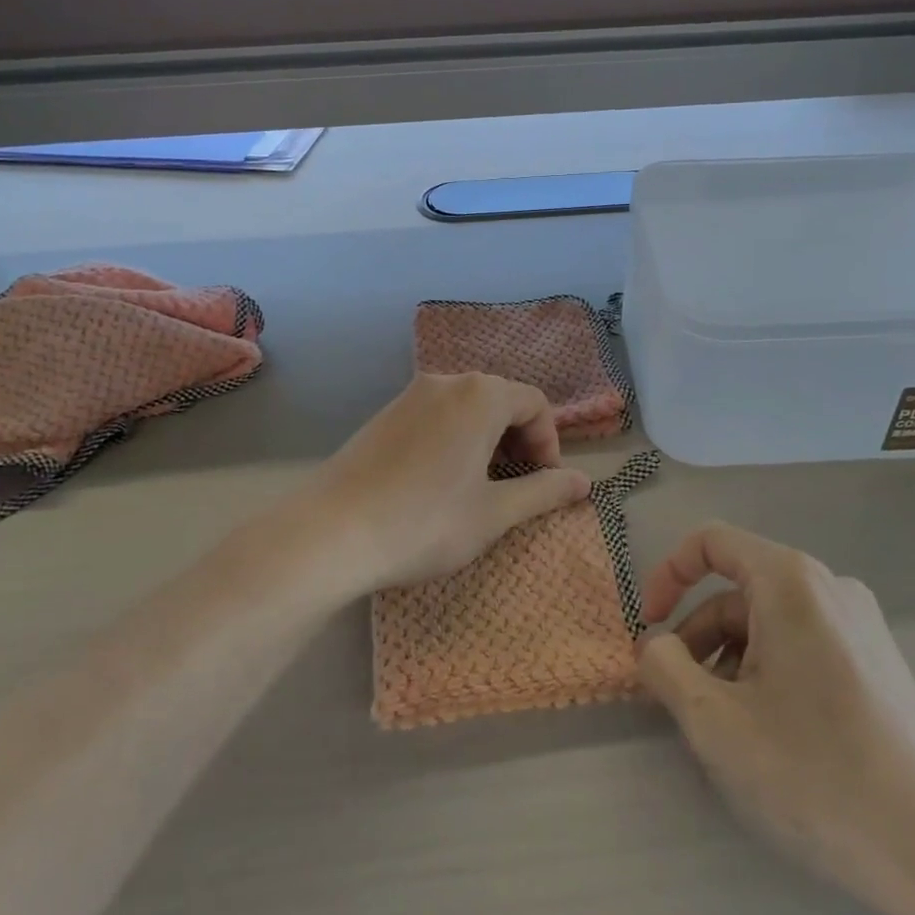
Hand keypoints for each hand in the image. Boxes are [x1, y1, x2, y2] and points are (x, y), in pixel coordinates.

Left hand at [299, 373, 589, 601]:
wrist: (330, 533)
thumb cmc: (425, 522)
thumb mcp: (494, 513)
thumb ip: (544, 492)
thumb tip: (585, 482)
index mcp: (479, 395)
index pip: (535, 403)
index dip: (549, 443)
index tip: (544, 483)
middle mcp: (445, 382)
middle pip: (501, 400)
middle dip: (519, 440)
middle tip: (516, 486)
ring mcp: (409, 395)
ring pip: (467, 408)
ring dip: (487, 440)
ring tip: (480, 486)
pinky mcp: (383, 415)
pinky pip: (436, 416)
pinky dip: (455, 439)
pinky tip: (440, 482)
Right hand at [637, 523, 914, 914]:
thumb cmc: (815, 773)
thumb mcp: (714, 721)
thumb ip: (665, 667)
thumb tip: (655, 644)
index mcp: (791, 582)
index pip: (711, 542)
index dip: (668, 575)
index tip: (649, 628)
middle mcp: (830, 587)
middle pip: (739, 588)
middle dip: (697, 634)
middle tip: (678, 694)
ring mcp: (861, 624)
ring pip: (769, 621)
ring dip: (729, 658)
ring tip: (723, 723)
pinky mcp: (878, 661)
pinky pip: (802, 643)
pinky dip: (767, 670)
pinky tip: (768, 731)